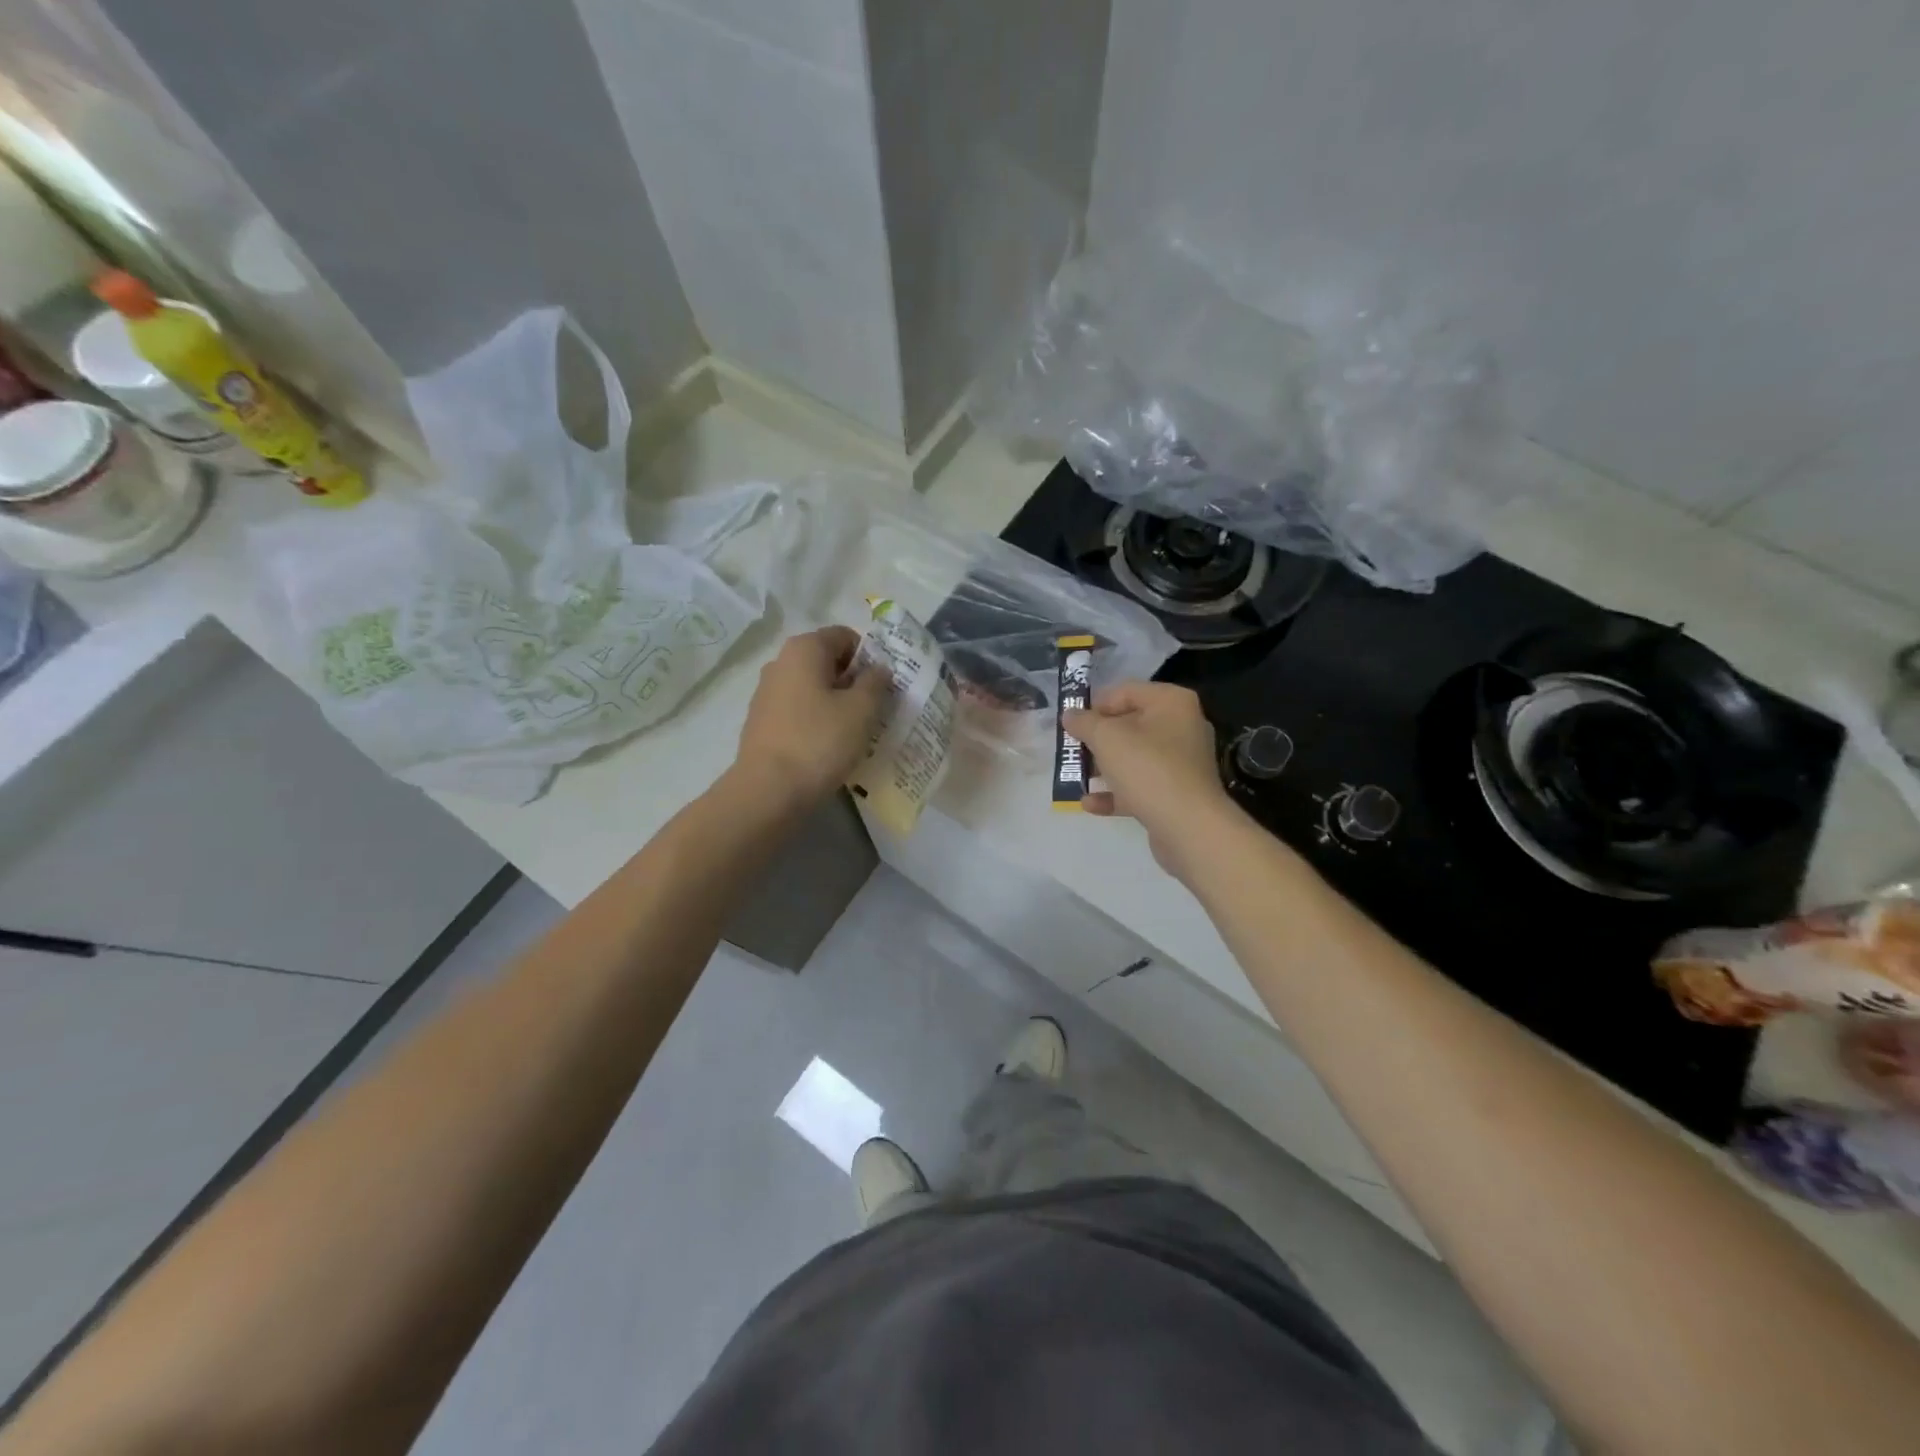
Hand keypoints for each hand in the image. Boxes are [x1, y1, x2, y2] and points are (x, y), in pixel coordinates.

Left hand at [733, 627, 889, 811]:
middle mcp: (780, 662)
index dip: (870, 657)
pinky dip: (817, 720)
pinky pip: (799, 710)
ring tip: (855, 731)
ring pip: (813, 687)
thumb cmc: (820, 741)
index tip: (884, 686)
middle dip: (854, 681)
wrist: (768, 790)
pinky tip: (829, 746)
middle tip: (876, 709)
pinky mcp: (762, 721)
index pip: (845, 636)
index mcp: (804, 648)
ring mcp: (767, 692)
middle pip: (828, 661)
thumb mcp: (861, 710)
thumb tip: (878, 668)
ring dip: (836, 702)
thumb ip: (875, 682)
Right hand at [1062, 682, 1237, 876]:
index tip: (1072, 723)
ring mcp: (1181, 763)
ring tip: (1075, 776)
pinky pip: (1140, 786)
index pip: (1126, 691)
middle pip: (1130, 725)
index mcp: (1171, 703)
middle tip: (1071, 749)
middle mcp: (1181, 727)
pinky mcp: (1176, 794)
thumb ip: (1084, 722)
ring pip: (1133, 757)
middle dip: (1097, 738)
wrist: (1189, 827)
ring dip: (1103, 767)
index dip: (1095, 704)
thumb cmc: (1147, 769)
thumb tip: (1070, 715)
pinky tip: (1089, 803)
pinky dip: (1116, 792)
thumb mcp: (1106, 738)